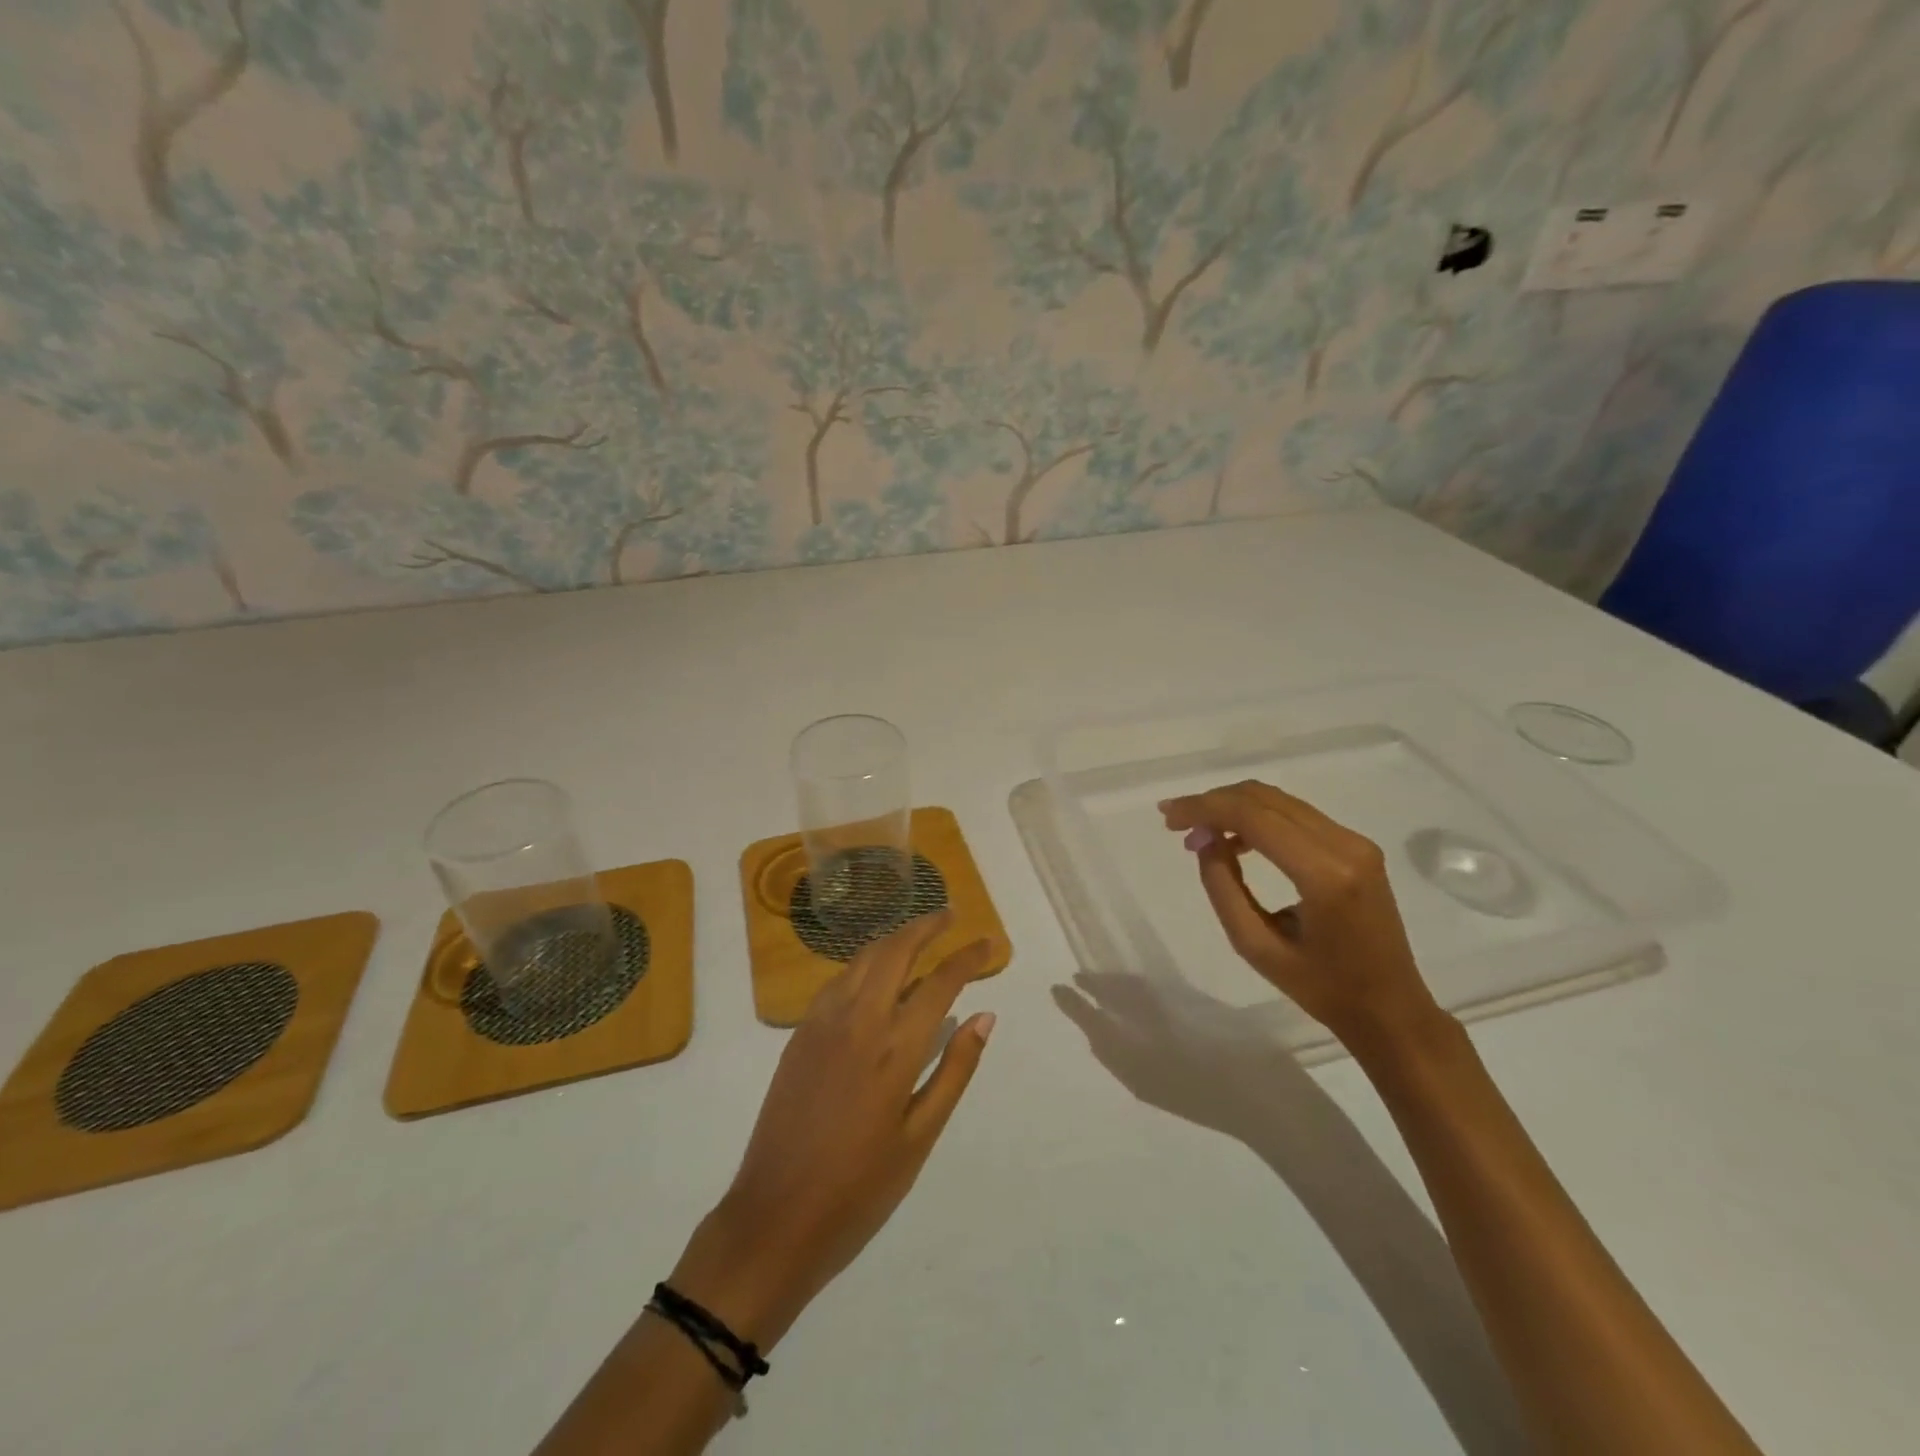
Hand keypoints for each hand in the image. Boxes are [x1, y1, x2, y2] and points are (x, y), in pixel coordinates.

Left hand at [672, 913, 995, 1347]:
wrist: (774, 1218)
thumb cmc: (860, 1187)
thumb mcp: (920, 1136)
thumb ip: (955, 1070)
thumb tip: (984, 1017)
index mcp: (894, 1047)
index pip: (940, 982)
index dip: (968, 957)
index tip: (990, 942)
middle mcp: (858, 1020)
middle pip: (895, 951)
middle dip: (926, 926)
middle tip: (950, 916)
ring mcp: (822, 1023)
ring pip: (862, 958)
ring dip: (894, 939)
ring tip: (918, 936)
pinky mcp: (799, 1034)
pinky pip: (837, 981)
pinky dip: (864, 963)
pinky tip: (875, 975)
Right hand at [1158, 781, 1439, 1049]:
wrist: (1391, 1009)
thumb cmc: (1322, 989)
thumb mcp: (1257, 947)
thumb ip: (1224, 889)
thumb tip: (1204, 841)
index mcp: (1324, 875)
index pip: (1253, 817)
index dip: (1204, 809)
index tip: (1168, 817)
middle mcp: (1345, 845)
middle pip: (1265, 799)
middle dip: (1214, 802)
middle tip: (1176, 823)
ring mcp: (1356, 842)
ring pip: (1280, 801)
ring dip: (1234, 807)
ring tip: (1199, 833)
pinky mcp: (1357, 846)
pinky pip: (1296, 816)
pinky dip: (1258, 818)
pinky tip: (1235, 840)